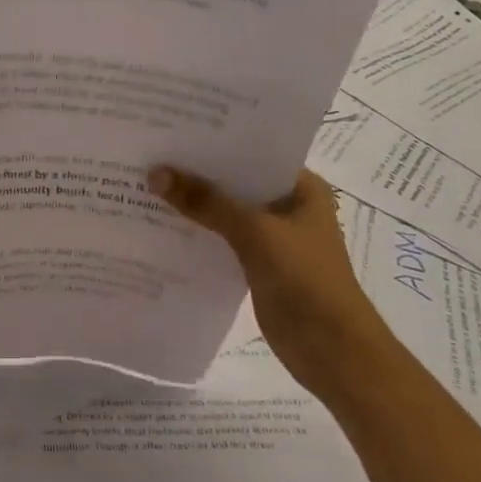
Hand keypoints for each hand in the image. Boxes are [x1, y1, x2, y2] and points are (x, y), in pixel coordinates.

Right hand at [147, 164, 397, 399]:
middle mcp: (287, 206)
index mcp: (301, 187)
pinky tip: (161, 223)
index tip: (173, 128)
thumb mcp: (255, 233)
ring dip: (195, 203)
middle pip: (235, 181)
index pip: (253, 152)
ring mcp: (273, 237)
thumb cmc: (306, 281)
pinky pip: (221, 238)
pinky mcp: (257, 264)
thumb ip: (206, 202)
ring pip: (226, 210)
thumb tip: (156, 173)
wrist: (334, 354)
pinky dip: (197, 232)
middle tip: (150, 151)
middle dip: (197, 171)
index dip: (215, 141)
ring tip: (146, 182)